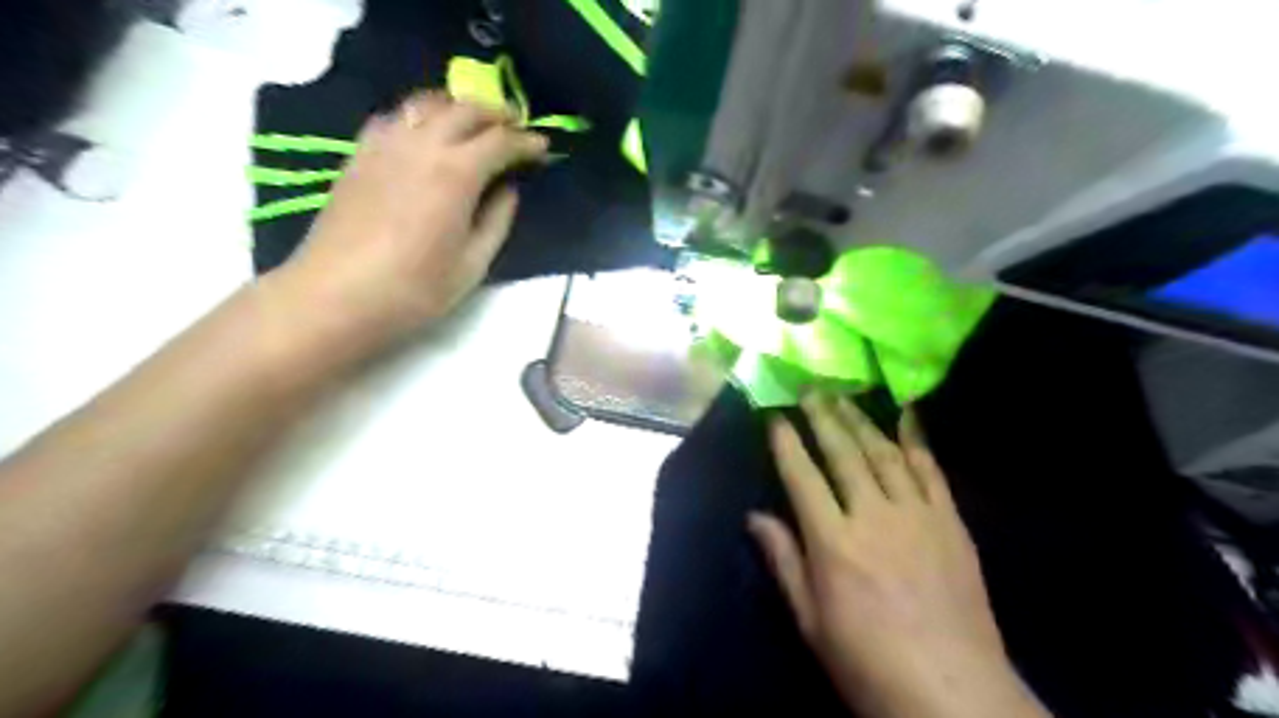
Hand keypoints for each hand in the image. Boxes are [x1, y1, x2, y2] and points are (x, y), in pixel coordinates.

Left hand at [275, 92, 544, 349]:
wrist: (337, 295)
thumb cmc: (415, 288)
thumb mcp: (473, 264)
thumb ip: (497, 220)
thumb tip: (507, 190)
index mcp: (456, 173)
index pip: (500, 141)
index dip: (527, 142)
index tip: (544, 148)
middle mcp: (421, 145)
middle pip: (464, 109)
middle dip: (496, 114)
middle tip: (516, 127)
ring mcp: (385, 145)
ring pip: (426, 103)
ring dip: (457, 107)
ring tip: (473, 124)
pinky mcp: (359, 154)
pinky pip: (395, 117)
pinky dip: (420, 116)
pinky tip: (425, 134)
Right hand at [751, 396, 1048, 715]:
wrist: (954, 693)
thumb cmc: (868, 661)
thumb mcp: (811, 621)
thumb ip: (784, 561)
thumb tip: (754, 517)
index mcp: (833, 543)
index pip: (802, 477)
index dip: (786, 443)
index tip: (775, 416)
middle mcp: (873, 516)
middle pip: (843, 454)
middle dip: (823, 416)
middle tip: (810, 388)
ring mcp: (917, 516)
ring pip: (884, 454)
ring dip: (861, 421)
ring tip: (844, 395)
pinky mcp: (951, 523)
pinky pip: (931, 471)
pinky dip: (917, 440)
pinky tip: (907, 417)